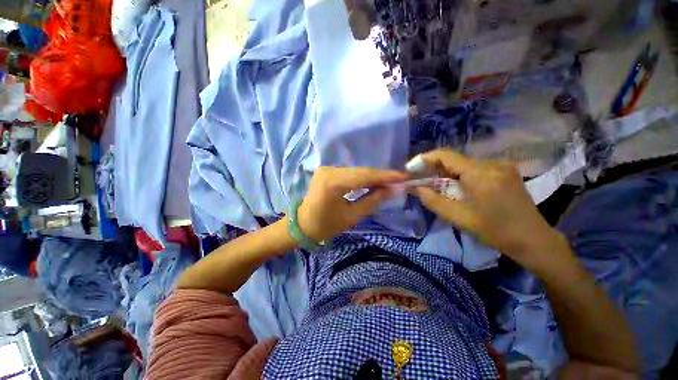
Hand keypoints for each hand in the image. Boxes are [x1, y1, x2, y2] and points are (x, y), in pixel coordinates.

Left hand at [297, 167, 406, 241]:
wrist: (301, 224)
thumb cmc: (325, 225)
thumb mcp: (352, 217)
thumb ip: (372, 200)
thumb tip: (393, 189)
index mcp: (332, 183)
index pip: (364, 176)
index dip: (385, 176)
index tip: (404, 176)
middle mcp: (328, 170)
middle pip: (361, 171)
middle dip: (381, 176)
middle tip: (400, 180)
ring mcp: (327, 168)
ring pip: (357, 171)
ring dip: (373, 176)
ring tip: (390, 182)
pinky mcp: (327, 171)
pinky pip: (350, 173)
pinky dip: (363, 177)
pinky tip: (374, 181)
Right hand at [411, 149, 567, 269]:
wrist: (533, 239)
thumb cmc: (494, 231)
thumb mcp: (458, 217)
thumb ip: (432, 200)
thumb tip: (414, 187)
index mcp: (479, 173)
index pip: (445, 155)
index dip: (425, 159)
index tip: (411, 168)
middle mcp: (491, 163)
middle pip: (454, 159)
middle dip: (434, 169)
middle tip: (422, 181)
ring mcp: (501, 165)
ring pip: (464, 163)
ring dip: (448, 173)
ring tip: (439, 188)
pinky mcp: (505, 170)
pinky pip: (475, 167)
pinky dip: (461, 175)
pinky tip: (460, 189)